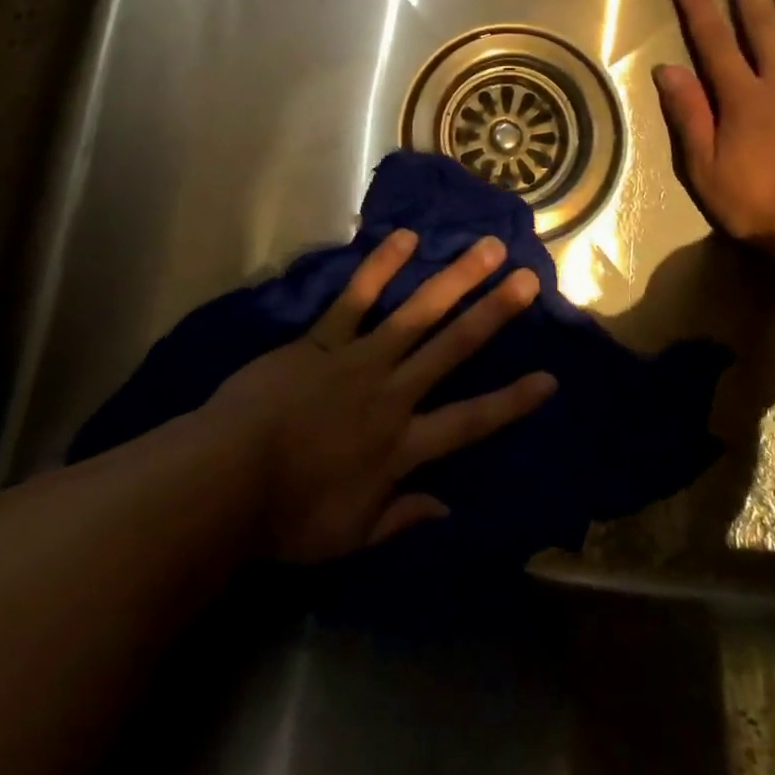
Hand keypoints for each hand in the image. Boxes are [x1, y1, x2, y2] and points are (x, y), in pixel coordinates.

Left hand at [202, 230, 555, 563]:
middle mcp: (392, 393)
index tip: (550, 379)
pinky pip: (357, 298)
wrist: (224, 481)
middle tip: (527, 279)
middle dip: (494, 313)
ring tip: (486, 249)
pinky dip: (381, 268)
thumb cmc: (287, 517)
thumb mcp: (349, 536)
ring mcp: (359, 359)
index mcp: (401, 445)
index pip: (470, 422)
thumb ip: (401, 517)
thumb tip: (448, 508)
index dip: (512, 401)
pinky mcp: (323, 339)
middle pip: (453, 348)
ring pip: (417, 313)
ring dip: (454, 279)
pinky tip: (405, 238)